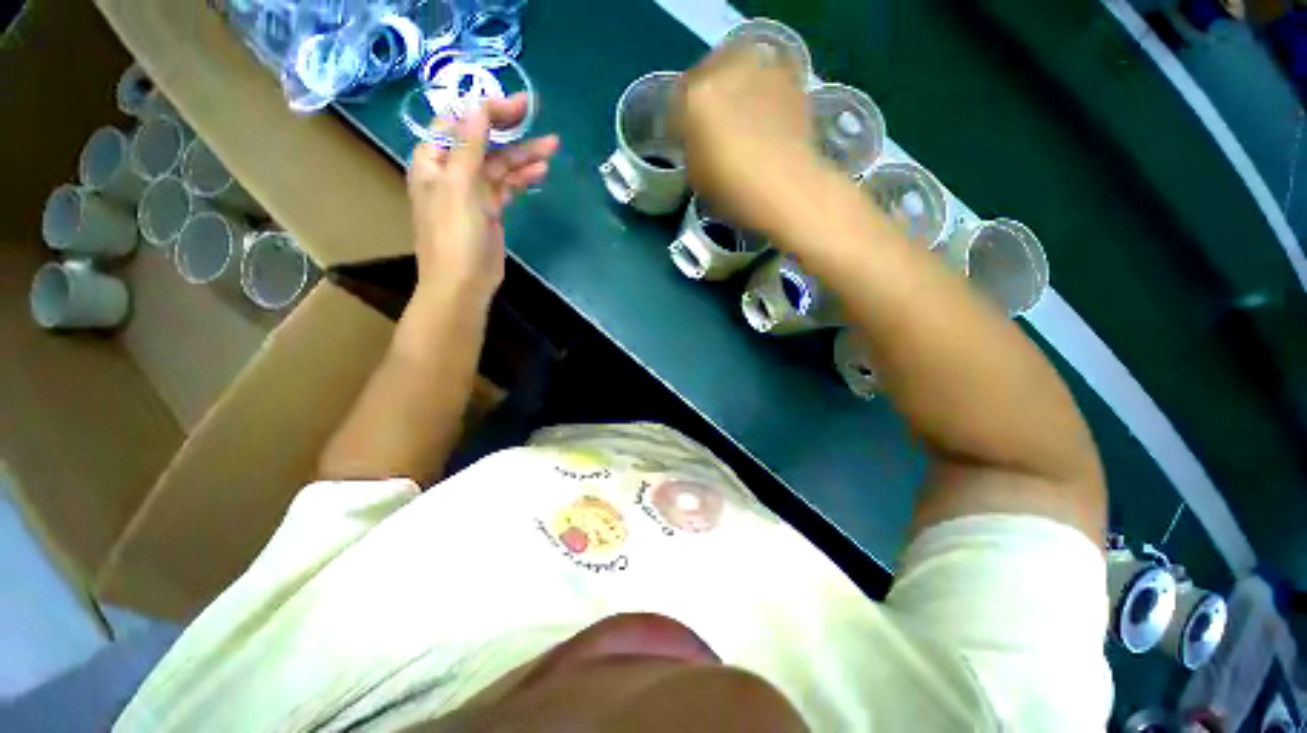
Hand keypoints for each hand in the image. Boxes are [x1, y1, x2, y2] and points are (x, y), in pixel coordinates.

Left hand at [407, 93, 558, 306]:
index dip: (485, 110)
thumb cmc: (454, 234)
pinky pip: (507, 186)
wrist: (463, 283)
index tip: (516, 106)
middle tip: (536, 116)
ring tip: (552, 147)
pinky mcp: (490, 210)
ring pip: (500, 165)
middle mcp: (451, 171)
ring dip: (524, 155)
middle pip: (482, 141)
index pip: (458, 122)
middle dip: (510, 129)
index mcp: (433, 160)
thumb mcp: (459, 185)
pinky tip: (541, 171)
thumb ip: (469, 145)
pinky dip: (522, 178)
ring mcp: (472, 192)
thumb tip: (478, 105)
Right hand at [675, 41, 814, 231]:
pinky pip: (766, 77)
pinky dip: (761, 92)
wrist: (787, 188)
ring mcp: (762, 67)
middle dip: (707, 96)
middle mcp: (727, 68)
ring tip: (742, 117)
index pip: (676, 100)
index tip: (684, 138)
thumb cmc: (734, 190)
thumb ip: (692, 148)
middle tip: (712, 122)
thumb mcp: (696, 176)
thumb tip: (698, 140)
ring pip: (738, 68)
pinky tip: (766, 117)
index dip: (679, 122)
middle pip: (707, 74)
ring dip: (735, 87)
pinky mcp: (791, 76)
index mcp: (695, 95)